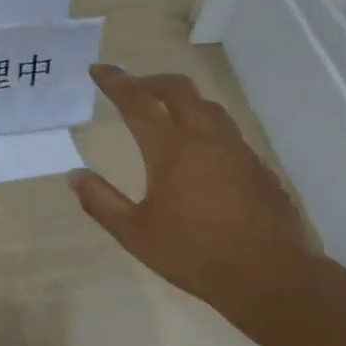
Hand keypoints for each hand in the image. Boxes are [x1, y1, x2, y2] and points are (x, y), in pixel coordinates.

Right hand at [71, 64, 318, 322]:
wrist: (270, 276)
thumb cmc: (194, 254)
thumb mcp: (135, 234)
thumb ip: (101, 202)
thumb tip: (74, 175)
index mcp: (171, 150)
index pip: (137, 102)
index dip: (115, 82)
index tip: (99, 69)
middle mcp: (206, 138)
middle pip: (178, 89)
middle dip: (151, 81)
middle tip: (133, 88)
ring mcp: (237, 150)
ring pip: (208, 107)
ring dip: (182, 101)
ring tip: (166, 114)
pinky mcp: (258, 167)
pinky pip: (228, 133)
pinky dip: (206, 129)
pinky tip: (201, 155)